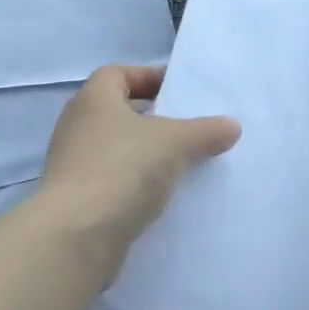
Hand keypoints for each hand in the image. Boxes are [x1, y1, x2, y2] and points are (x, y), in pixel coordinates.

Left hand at [38, 65, 239, 271]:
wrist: (78, 235)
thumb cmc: (123, 169)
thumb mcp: (176, 142)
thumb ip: (206, 131)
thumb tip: (232, 126)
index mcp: (94, 100)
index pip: (118, 74)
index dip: (149, 77)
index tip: (180, 91)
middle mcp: (79, 128)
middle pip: (121, 113)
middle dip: (156, 119)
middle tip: (192, 128)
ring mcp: (76, 166)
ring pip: (121, 150)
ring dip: (150, 154)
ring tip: (187, 163)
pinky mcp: (81, 201)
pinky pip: (118, 182)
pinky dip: (141, 184)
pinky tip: (168, 195)